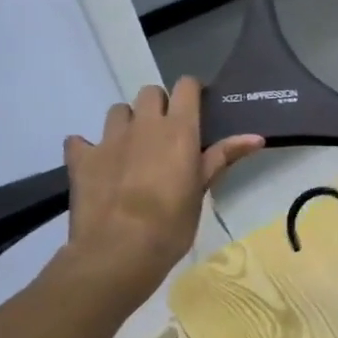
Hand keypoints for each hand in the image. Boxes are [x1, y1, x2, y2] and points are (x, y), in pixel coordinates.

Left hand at [60, 79, 260, 297]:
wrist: (119, 250)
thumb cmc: (172, 223)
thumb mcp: (202, 189)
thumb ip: (223, 157)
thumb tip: (257, 137)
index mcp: (178, 129)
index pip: (185, 86)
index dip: (191, 92)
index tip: (197, 109)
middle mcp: (143, 124)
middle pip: (150, 93)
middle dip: (159, 105)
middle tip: (166, 134)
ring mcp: (108, 139)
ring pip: (118, 110)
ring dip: (127, 122)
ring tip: (133, 148)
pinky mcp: (81, 158)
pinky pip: (81, 140)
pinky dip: (89, 148)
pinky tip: (97, 165)